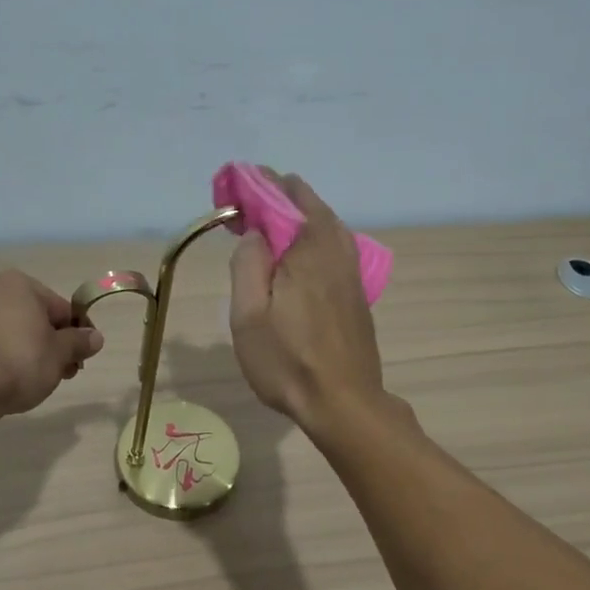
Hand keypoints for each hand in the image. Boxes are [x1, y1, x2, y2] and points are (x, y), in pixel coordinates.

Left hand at [0, 270, 103, 417]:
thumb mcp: (60, 353)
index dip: (78, 333)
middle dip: (55, 344)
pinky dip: (9, 357)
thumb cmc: (21, 361)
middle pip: (37, 318)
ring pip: (16, 331)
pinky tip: (15, 379)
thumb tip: (95, 337)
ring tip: (42, 380)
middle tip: (65, 372)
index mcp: (19, 284)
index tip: (84, 357)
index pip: (61, 308)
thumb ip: (79, 342)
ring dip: (34, 352)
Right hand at [228, 172, 385, 432]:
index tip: (231, 194)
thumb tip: (255, 233)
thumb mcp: (248, 315)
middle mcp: (337, 249)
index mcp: (309, 248)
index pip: (285, 194)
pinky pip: (334, 246)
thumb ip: (247, 264)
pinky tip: (297, 258)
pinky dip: (312, 237)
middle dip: (276, 198)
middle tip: (245, 214)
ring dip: (297, 217)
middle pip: (309, 204)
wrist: (344, 403)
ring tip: (268, 230)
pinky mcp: (357, 291)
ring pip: (326, 225)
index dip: (256, 186)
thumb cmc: (288, 361)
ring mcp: (353, 270)